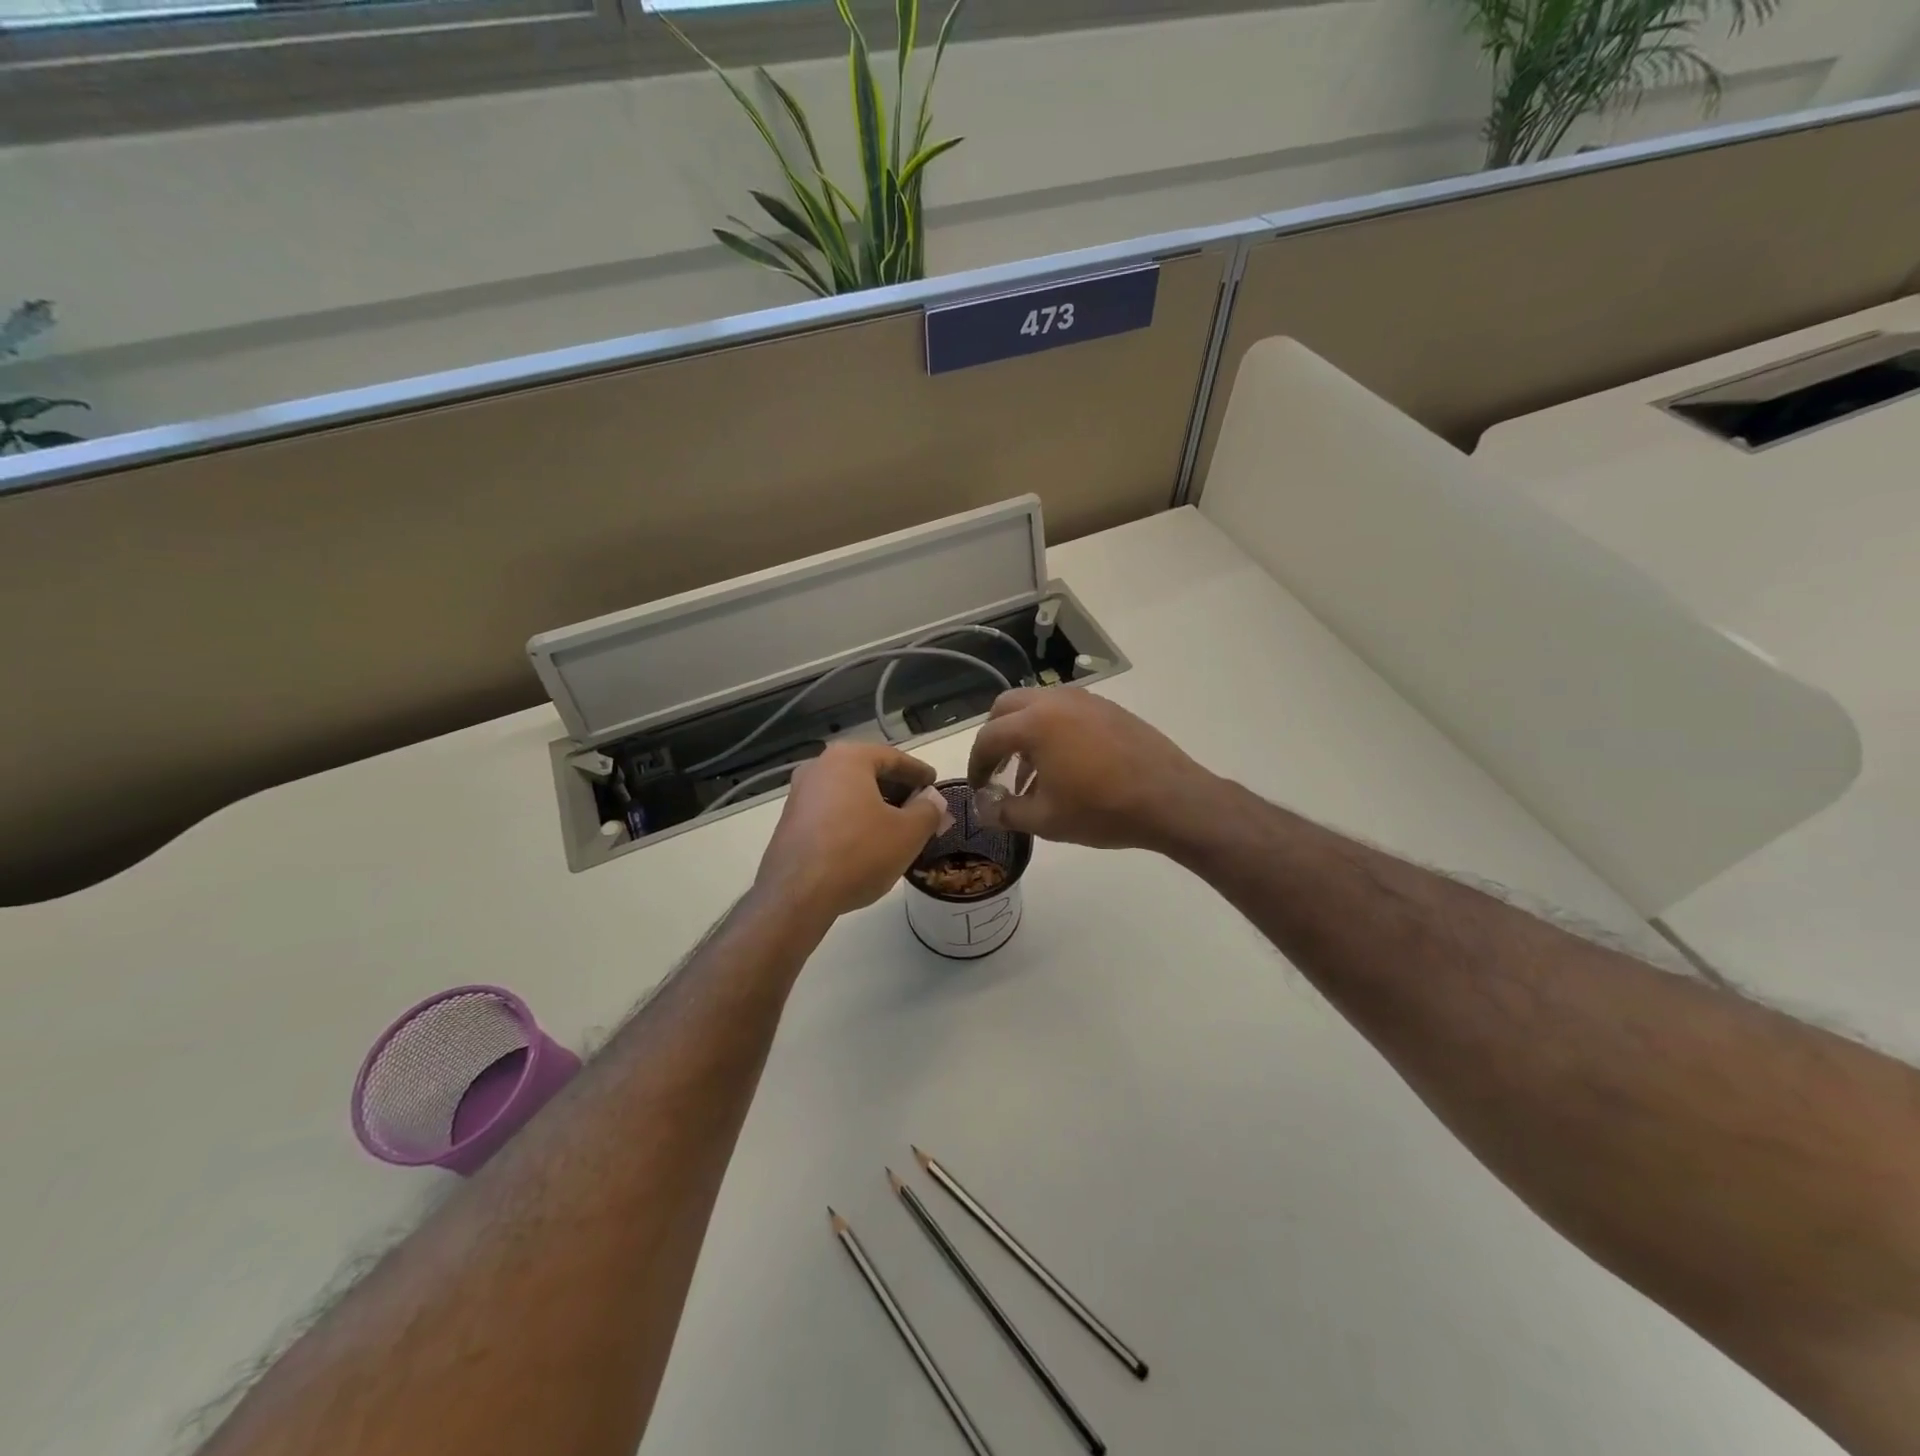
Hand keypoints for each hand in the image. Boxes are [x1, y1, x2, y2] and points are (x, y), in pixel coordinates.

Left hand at [754, 742, 951, 918]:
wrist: (797, 895)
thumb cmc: (859, 853)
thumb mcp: (908, 833)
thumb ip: (928, 810)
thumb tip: (933, 801)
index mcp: (848, 758)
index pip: (893, 758)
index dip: (919, 772)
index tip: (935, 784)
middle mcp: (818, 767)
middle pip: (868, 772)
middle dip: (897, 790)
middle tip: (920, 808)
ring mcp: (799, 795)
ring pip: (848, 793)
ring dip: (875, 805)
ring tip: (897, 828)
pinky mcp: (790, 822)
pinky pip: (831, 811)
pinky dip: (853, 819)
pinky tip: (867, 843)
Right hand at [965, 688, 1215, 850]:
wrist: (1171, 799)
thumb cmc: (1102, 810)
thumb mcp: (1046, 820)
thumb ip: (1005, 811)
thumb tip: (982, 809)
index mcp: (1034, 723)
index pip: (988, 737)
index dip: (976, 765)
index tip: (979, 788)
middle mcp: (1055, 700)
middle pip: (1007, 708)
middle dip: (996, 738)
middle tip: (997, 770)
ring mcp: (1085, 700)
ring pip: (1038, 705)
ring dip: (1024, 733)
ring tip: (1030, 774)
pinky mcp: (1108, 708)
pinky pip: (1065, 711)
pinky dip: (1052, 730)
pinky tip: (1064, 766)